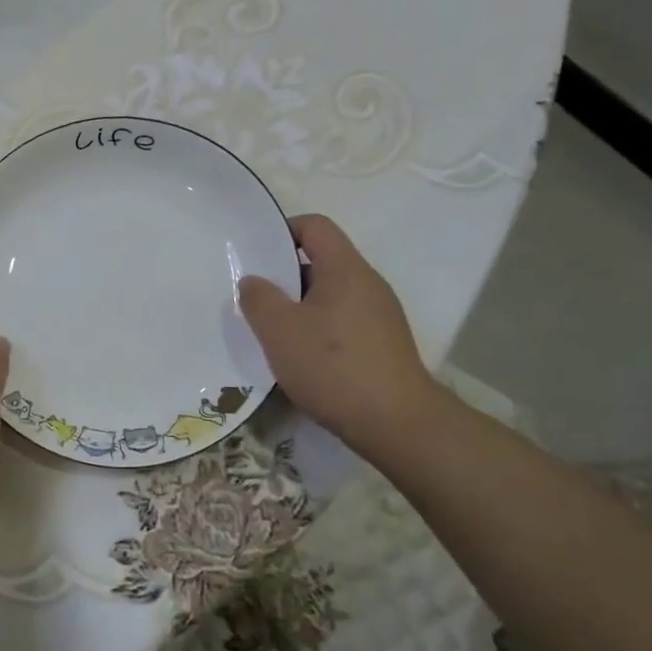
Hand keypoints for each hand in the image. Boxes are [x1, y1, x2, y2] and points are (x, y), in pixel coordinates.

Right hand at [239, 214, 442, 454]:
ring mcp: (379, 316)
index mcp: (345, 269)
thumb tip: (253, 281)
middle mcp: (367, 284)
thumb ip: (258, 298)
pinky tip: (299, 359)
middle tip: (253, 298)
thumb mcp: (280, 330)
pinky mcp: (382, 345)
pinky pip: (341, 322)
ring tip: (271, 332)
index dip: (283, 230)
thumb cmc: (333, 366)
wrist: (398, 424)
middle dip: (284, 276)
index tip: (256, 254)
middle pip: (320, 262)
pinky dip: (317, 330)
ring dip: (298, 308)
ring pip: (329, 296)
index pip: (315, 226)